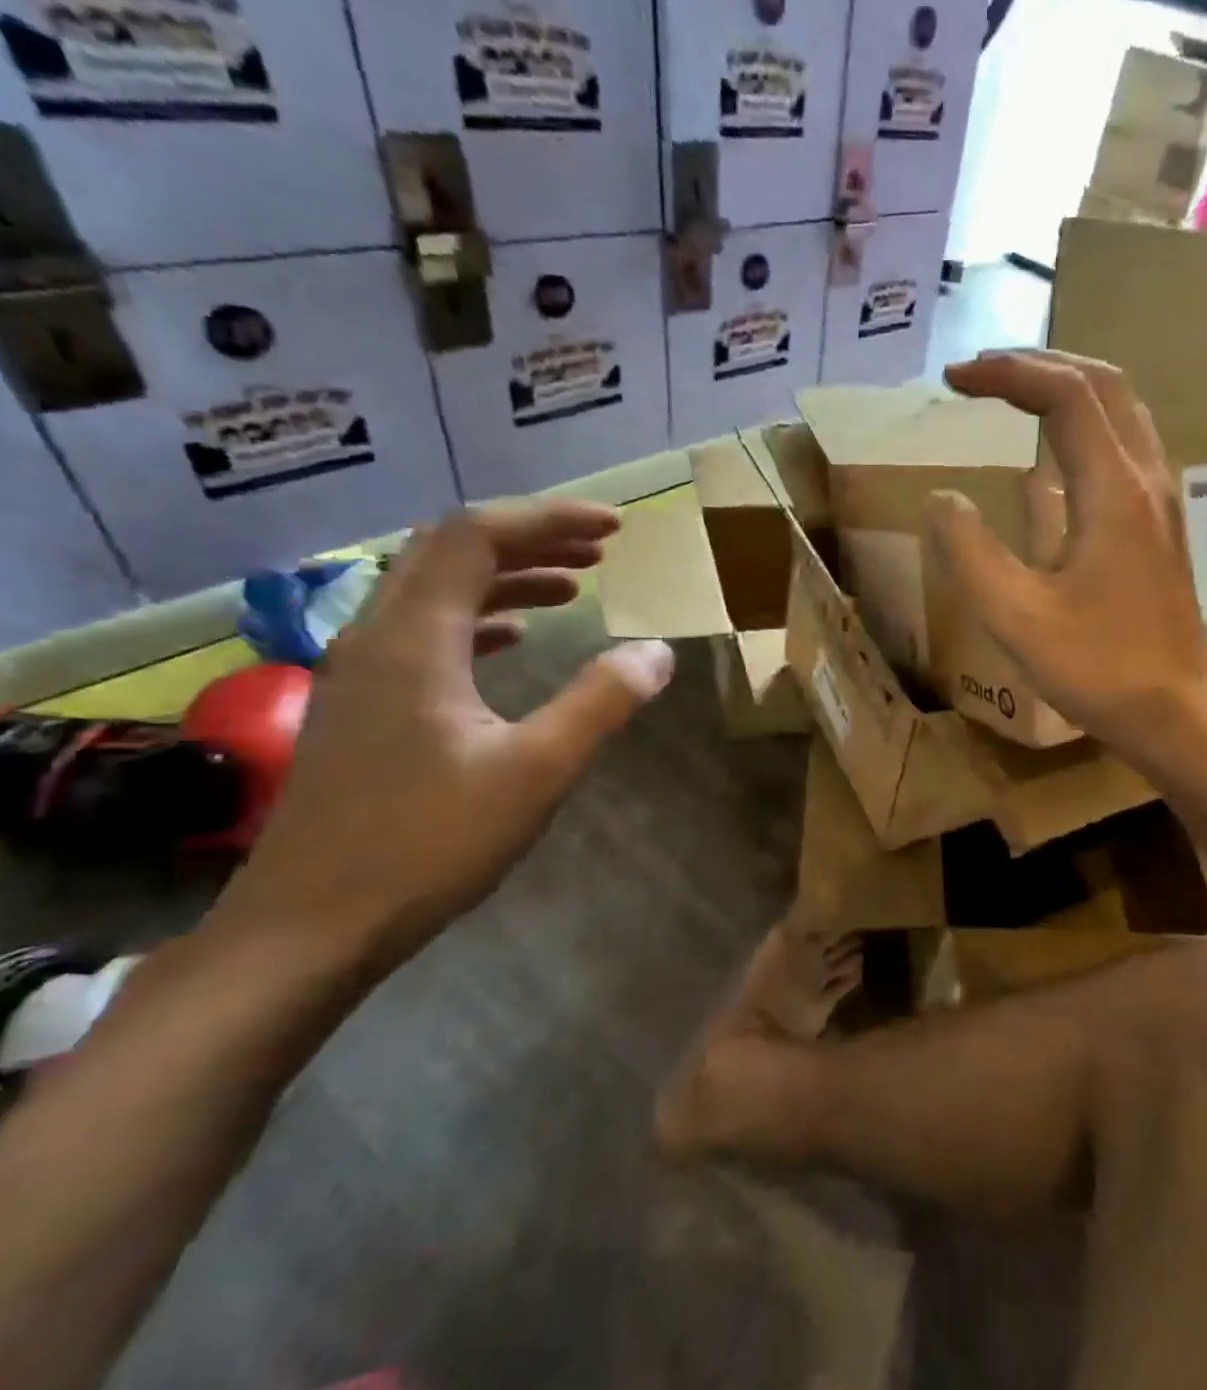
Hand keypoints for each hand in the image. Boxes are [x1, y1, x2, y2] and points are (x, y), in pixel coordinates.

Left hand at [218, 499, 675, 966]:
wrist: (310, 926)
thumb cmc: (427, 843)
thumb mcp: (536, 769)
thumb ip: (602, 701)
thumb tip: (658, 651)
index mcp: (414, 638)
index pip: (477, 535)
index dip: (549, 519)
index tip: (614, 529)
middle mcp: (377, 636)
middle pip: (451, 550)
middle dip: (532, 538)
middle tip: (600, 548)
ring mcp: (363, 671)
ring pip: (437, 590)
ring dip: (508, 575)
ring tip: (574, 586)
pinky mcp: (366, 704)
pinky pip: (428, 631)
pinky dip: (482, 617)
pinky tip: (519, 638)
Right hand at [928, 351, 1206, 771]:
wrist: (1178, 714)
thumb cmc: (1099, 669)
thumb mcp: (1017, 617)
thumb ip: (972, 551)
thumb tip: (943, 498)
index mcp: (1113, 490)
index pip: (1064, 394)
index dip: (1006, 373)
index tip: (953, 380)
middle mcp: (1146, 479)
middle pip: (1102, 384)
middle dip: (1038, 365)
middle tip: (981, 374)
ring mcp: (1162, 500)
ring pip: (1123, 410)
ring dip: (1068, 387)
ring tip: (1014, 395)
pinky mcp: (1163, 525)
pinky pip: (1128, 444)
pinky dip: (1087, 423)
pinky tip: (1057, 453)